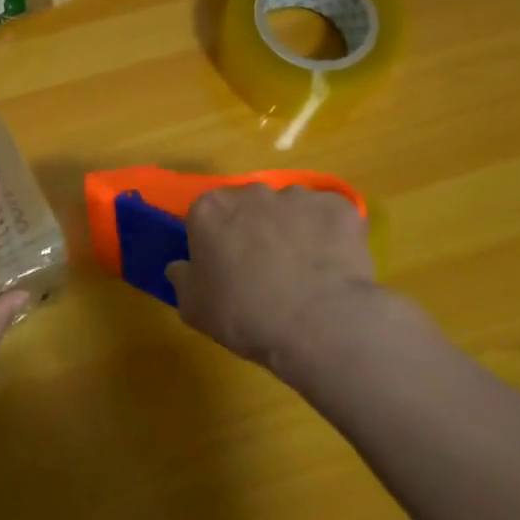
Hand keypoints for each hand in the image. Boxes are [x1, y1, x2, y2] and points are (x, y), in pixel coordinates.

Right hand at [165, 185, 383, 377]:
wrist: (318, 325)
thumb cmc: (244, 315)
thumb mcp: (193, 308)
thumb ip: (182, 279)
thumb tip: (181, 267)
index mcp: (209, 210)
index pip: (204, 215)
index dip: (213, 240)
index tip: (222, 265)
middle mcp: (252, 193)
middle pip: (247, 206)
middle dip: (252, 229)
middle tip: (262, 268)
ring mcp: (298, 197)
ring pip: (290, 209)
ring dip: (292, 230)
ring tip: (303, 270)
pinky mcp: (339, 207)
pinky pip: (328, 218)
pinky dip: (329, 235)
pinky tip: (332, 267)